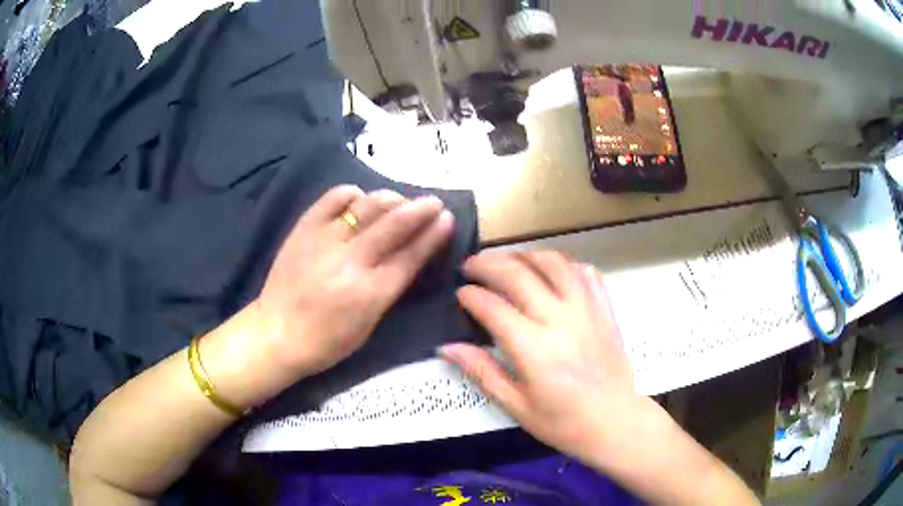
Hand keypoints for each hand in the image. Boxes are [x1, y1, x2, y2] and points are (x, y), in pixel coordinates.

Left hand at [256, 185, 454, 376]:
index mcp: (370, 293)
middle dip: (420, 209)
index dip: (433, 235)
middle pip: (395, 225)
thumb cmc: (326, 341)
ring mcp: (325, 240)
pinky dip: (352, 194)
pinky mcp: (304, 228)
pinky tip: (360, 199)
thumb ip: (390, 289)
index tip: (447, 219)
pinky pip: (333, 198)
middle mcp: (351, 261)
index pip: (411, 255)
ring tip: (400, 200)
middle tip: (434, 202)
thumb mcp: (369, 325)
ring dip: (391, 198)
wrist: (276, 333)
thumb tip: (410, 256)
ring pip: (367, 206)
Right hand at [440, 251, 659, 464]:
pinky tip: (552, 271)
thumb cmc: (562, 421)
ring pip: (553, 262)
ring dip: (525, 255)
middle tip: (471, 265)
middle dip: (488, 264)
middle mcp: (558, 318)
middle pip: (518, 274)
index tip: (460, 293)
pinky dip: (565, 264)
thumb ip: (482, 371)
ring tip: (509, 261)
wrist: (614, 421)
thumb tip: (448, 348)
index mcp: (532, 347)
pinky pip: (584, 272)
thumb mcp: (515, 405)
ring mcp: (585, 308)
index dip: (470, 295)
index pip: (493, 307)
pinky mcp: (604, 308)